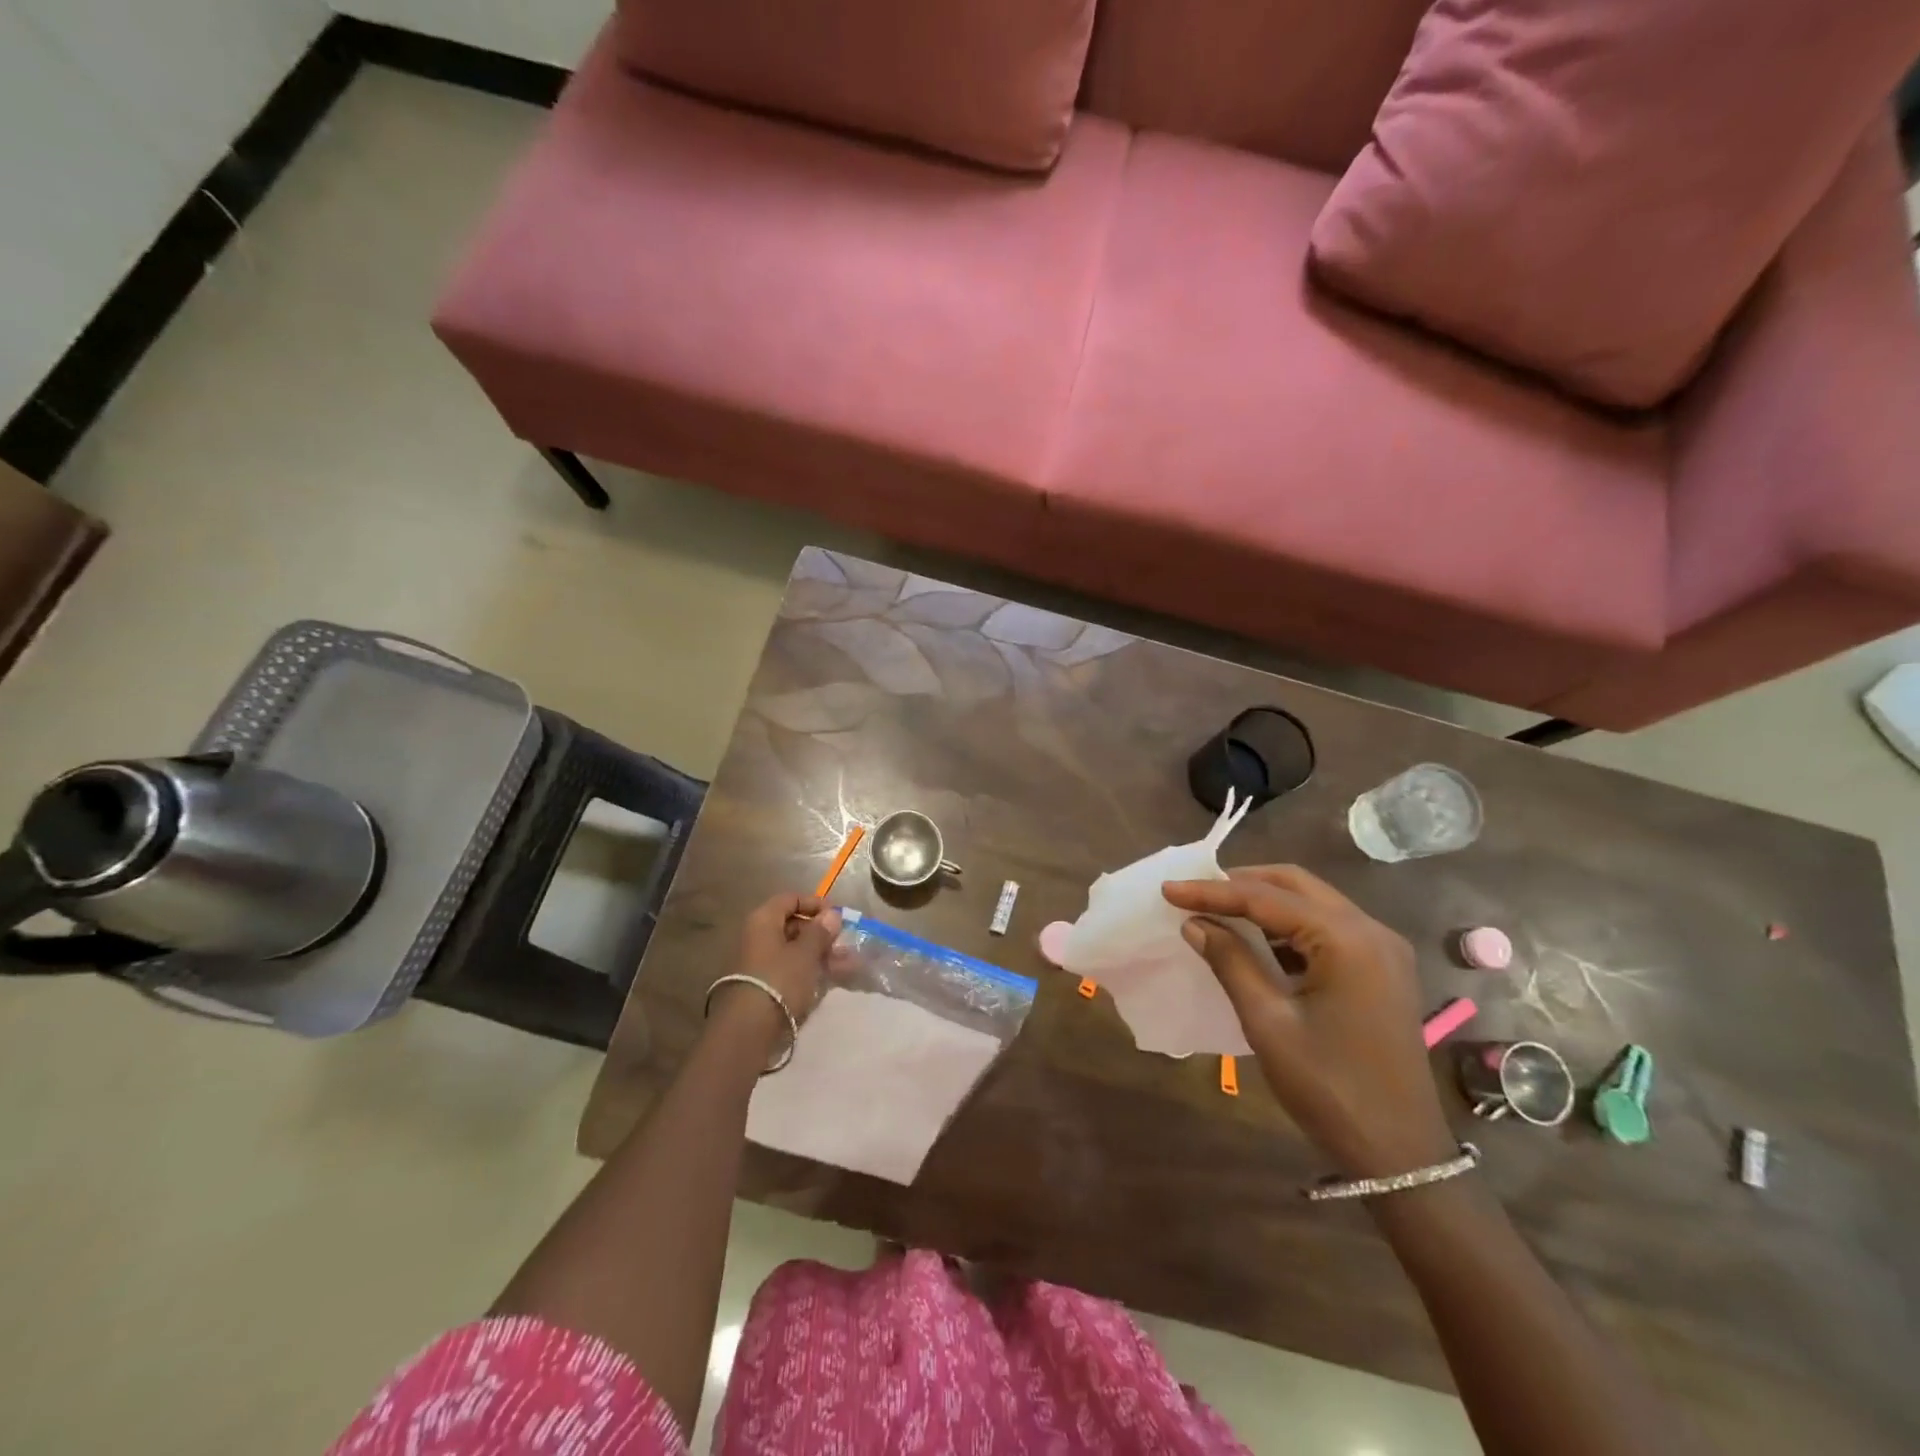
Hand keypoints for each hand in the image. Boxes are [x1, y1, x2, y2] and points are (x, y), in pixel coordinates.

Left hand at [716, 894, 844, 1035]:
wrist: (747, 1030)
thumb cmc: (779, 980)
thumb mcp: (806, 954)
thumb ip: (820, 932)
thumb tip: (832, 914)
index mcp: (763, 920)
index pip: (790, 899)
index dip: (815, 904)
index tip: (838, 916)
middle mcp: (756, 936)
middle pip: (792, 925)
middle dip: (820, 933)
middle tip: (843, 944)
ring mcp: (757, 962)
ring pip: (793, 950)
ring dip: (819, 954)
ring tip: (845, 965)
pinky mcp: (761, 985)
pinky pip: (788, 969)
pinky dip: (808, 971)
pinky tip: (828, 980)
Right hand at [1162, 866, 1454, 1178]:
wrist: (1401, 1153)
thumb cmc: (1329, 1088)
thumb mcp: (1268, 1023)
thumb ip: (1231, 962)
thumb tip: (1195, 924)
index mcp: (1347, 940)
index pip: (1266, 898)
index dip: (1212, 891)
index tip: (1168, 889)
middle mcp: (1371, 930)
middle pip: (1295, 885)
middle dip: (1241, 883)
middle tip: (1194, 893)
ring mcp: (1383, 949)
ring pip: (1312, 902)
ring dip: (1264, 901)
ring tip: (1217, 910)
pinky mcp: (1382, 969)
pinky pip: (1328, 927)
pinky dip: (1288, 925)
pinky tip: (1257, 940)